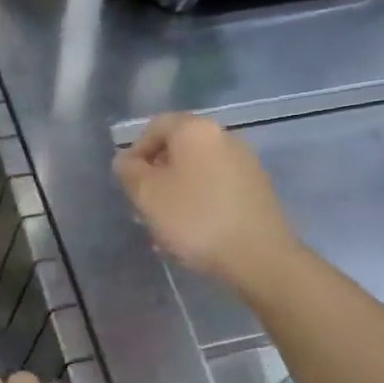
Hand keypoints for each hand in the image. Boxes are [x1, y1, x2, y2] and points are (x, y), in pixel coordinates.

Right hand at [113, 112, 298, 287]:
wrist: (258, 256)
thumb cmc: (195, 219)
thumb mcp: (147, 195)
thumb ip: (129, 172)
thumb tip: (126, 160)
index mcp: (195, 130)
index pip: (155, 126)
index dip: (135, 152)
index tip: (128, 183)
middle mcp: (223, 136)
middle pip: (178, 147)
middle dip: (156, 174)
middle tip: (144, 205)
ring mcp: (244, 162)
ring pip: (196, 169)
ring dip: (176, 190)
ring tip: (166, 223)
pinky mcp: (256, 188)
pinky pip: (216, 186)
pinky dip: (198, 200)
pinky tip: (193, 230)